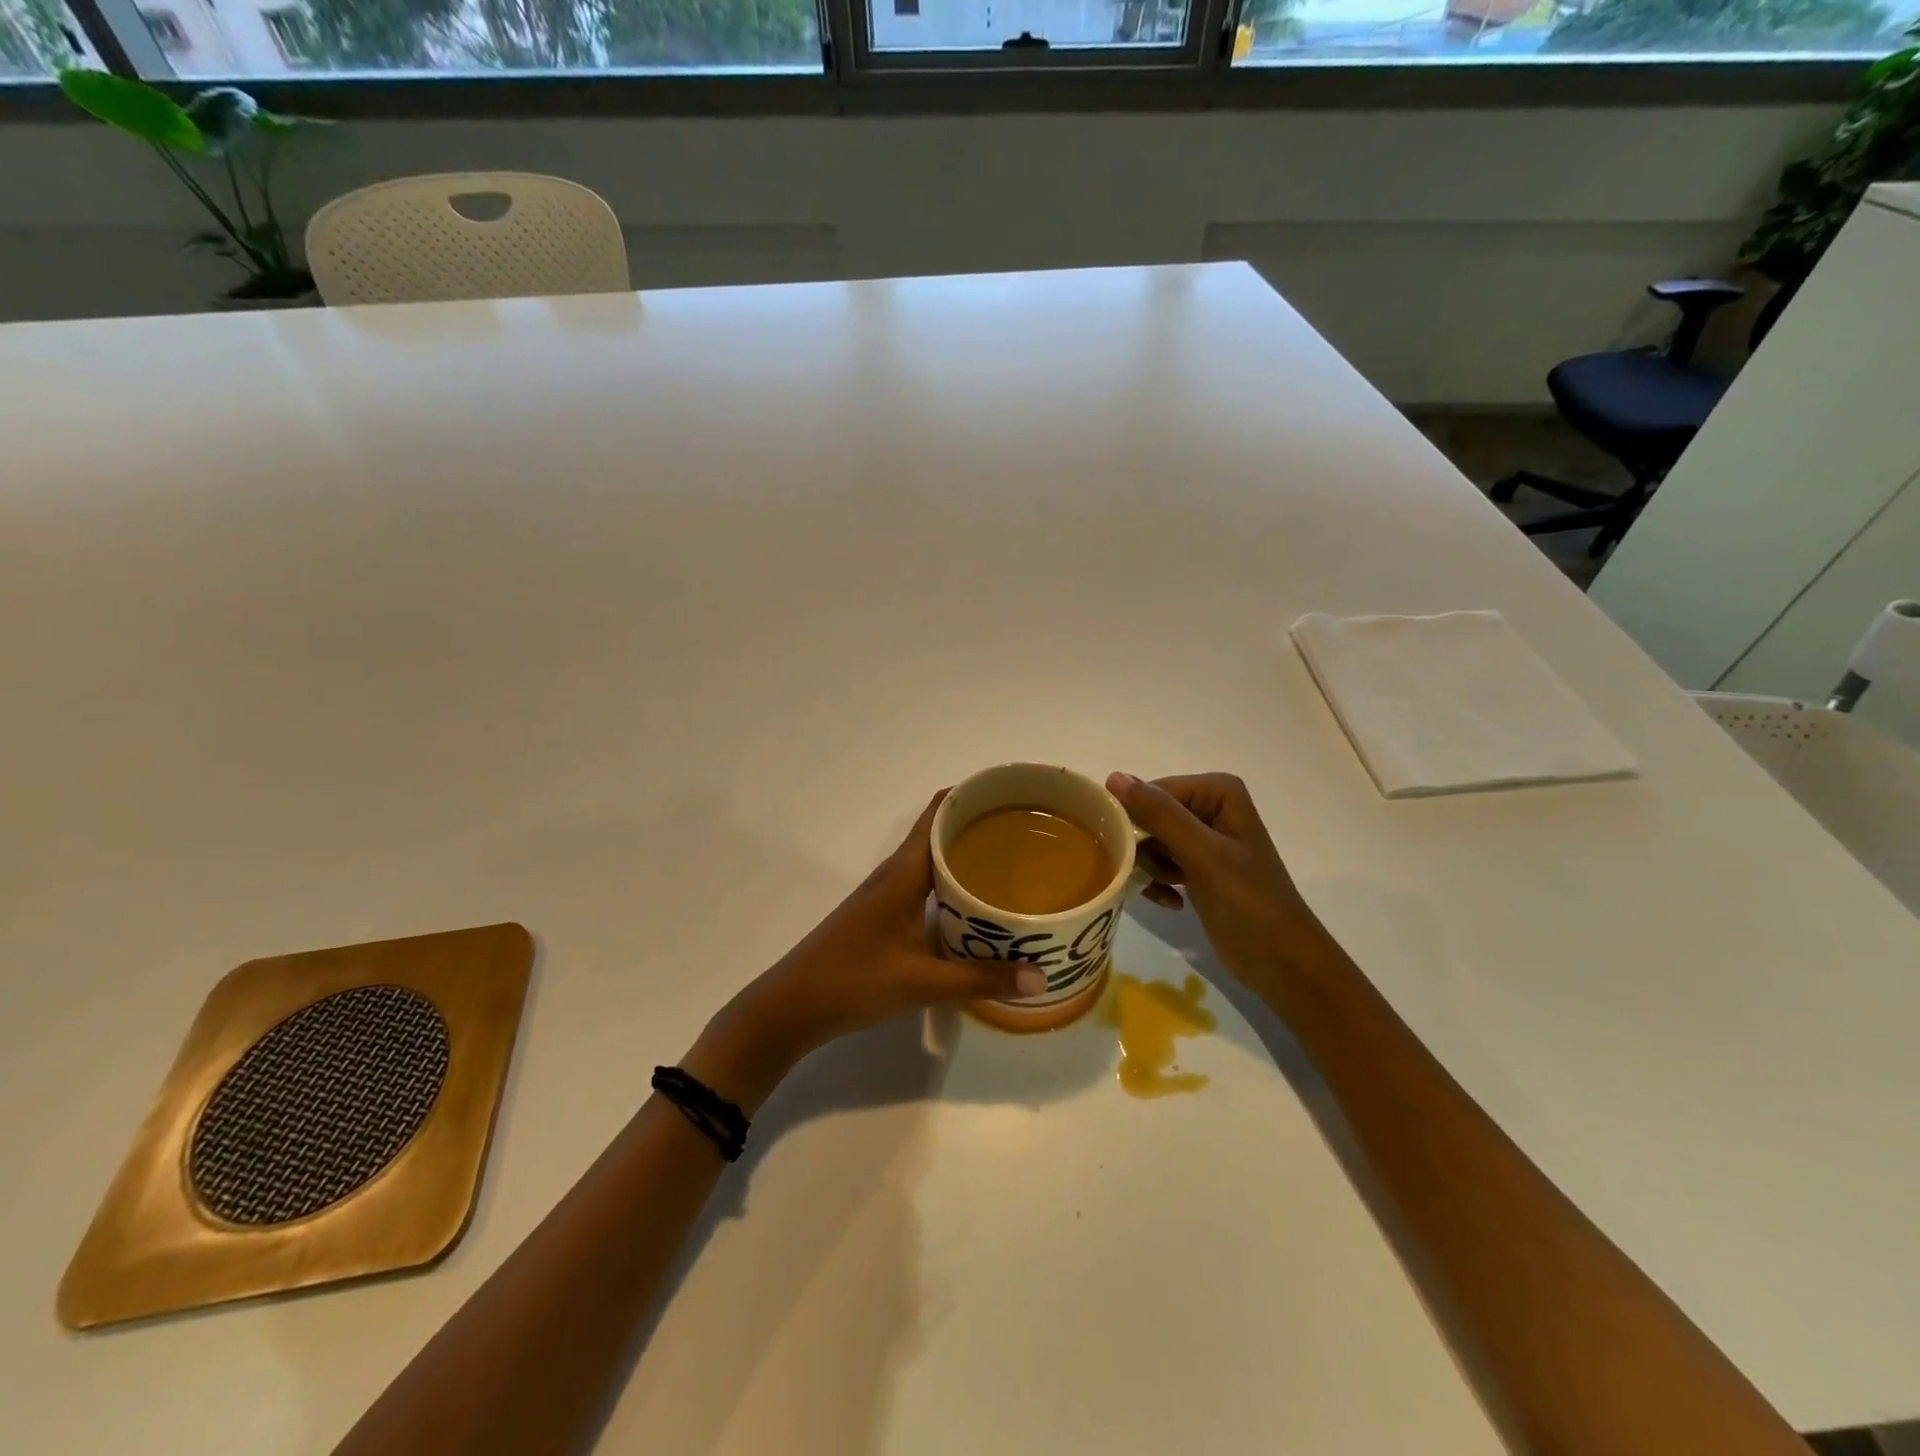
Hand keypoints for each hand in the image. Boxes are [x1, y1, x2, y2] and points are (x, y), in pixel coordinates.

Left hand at [685, 791, 1041, 1110]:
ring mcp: (886, 894)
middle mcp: (895, 873)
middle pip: (941, 832)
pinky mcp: (883, 915)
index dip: (973, 794)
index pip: (939, 812)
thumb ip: (981, 979)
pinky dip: (953, 884)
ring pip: (933, 861)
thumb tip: (1041, 977)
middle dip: (981, 825)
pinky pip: (926, 885)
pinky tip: (976, 906)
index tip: (1013, 792)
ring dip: (967, 856)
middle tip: (1029, 833)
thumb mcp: (922, 983)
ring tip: (1013, 865)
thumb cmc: (853, 981)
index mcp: (903, 872)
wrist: (791, 1007)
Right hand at [1106, 772, 1335, 990]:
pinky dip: (1159, 883)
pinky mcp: (1196, 867)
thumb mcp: (1203, 854)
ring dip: (1151, 869)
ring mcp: (1203, 839)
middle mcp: (1209, 807)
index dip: (1134, 820)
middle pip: (1148, 816)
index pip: (1151, 792)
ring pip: (1149, 842)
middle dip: (1145, 848)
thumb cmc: (1248, 902)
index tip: (1126, 851)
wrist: (1279, 961)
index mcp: (1217, 792)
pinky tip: (1172, 902)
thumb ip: (1160, 814)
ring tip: (1170, 889)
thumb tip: (1113, 777)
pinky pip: (1159, 863)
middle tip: (1154, 874)